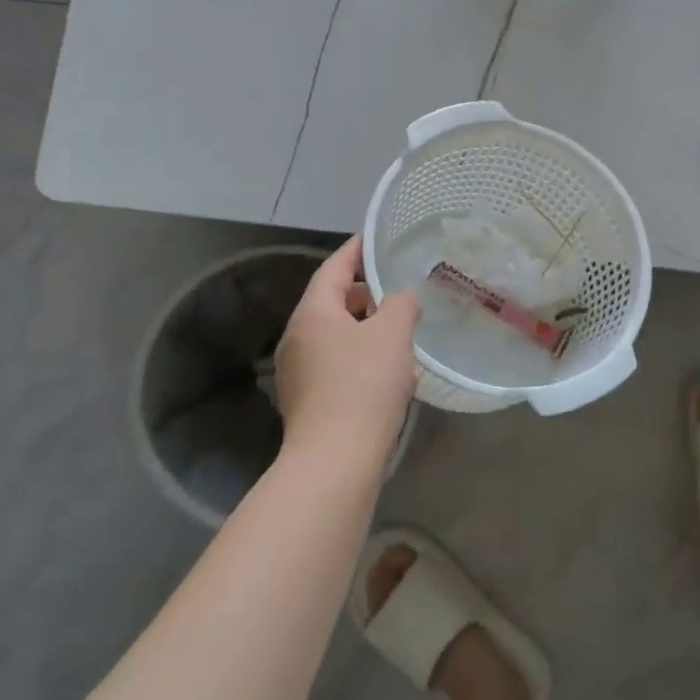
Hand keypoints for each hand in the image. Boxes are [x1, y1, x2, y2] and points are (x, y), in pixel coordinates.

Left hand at [274, 237, 421, 469]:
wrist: (335, 461)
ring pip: (334, 335)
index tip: (375, 238)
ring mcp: (298, 373)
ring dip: (364, 327)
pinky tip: (388, 370)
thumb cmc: (363, 385)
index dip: (355, 251)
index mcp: (312, 314)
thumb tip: (402, 299)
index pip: (333, 268)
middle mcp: (297, 338)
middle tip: (396, 286)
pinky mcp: (307, 401)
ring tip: (399, 328)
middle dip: (364, 292)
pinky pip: (335, 363)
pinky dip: (359, 355)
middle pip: (331, 302)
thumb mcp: (392, 334)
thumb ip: (401, 304)